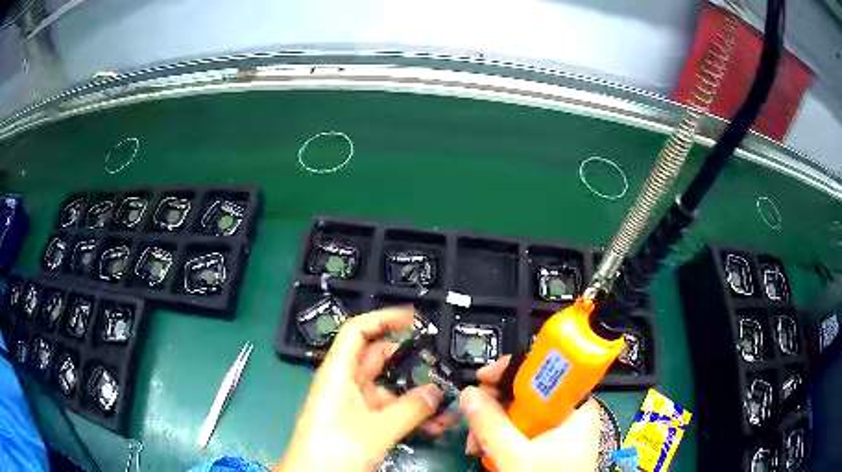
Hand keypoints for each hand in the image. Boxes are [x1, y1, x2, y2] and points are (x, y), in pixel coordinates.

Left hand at [276, 307, 443, 471]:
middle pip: (378, 359)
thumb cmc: (334, 448)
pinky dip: (411, 414)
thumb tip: (437, 391)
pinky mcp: (363, 423)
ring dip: (416, 394)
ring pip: (389, 388)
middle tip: (440, 361)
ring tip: (447, 401)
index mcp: (339, 373)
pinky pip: (391, 411)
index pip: (357, 331)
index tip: (413, 319)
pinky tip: (436, 425)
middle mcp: (346, 384)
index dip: (383, 319)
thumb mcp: (375, 430)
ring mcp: (355, 405)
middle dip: (409, 359)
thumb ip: (409, 410)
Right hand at [460, 356, 600, 470]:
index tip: (482, 379)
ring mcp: (561, 430)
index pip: (545, 372)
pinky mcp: (551, 444)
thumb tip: (467, 393)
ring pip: (521, 413)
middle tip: (471, 422)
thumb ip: (492, 426)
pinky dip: (502, 438)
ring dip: (492, 426)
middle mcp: (571, 413)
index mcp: (576, 407)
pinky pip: (523, 430)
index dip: (512, 371)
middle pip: (528, 393)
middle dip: (493, 407)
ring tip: (475, 446)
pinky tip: (487, 450)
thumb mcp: (517, 457)